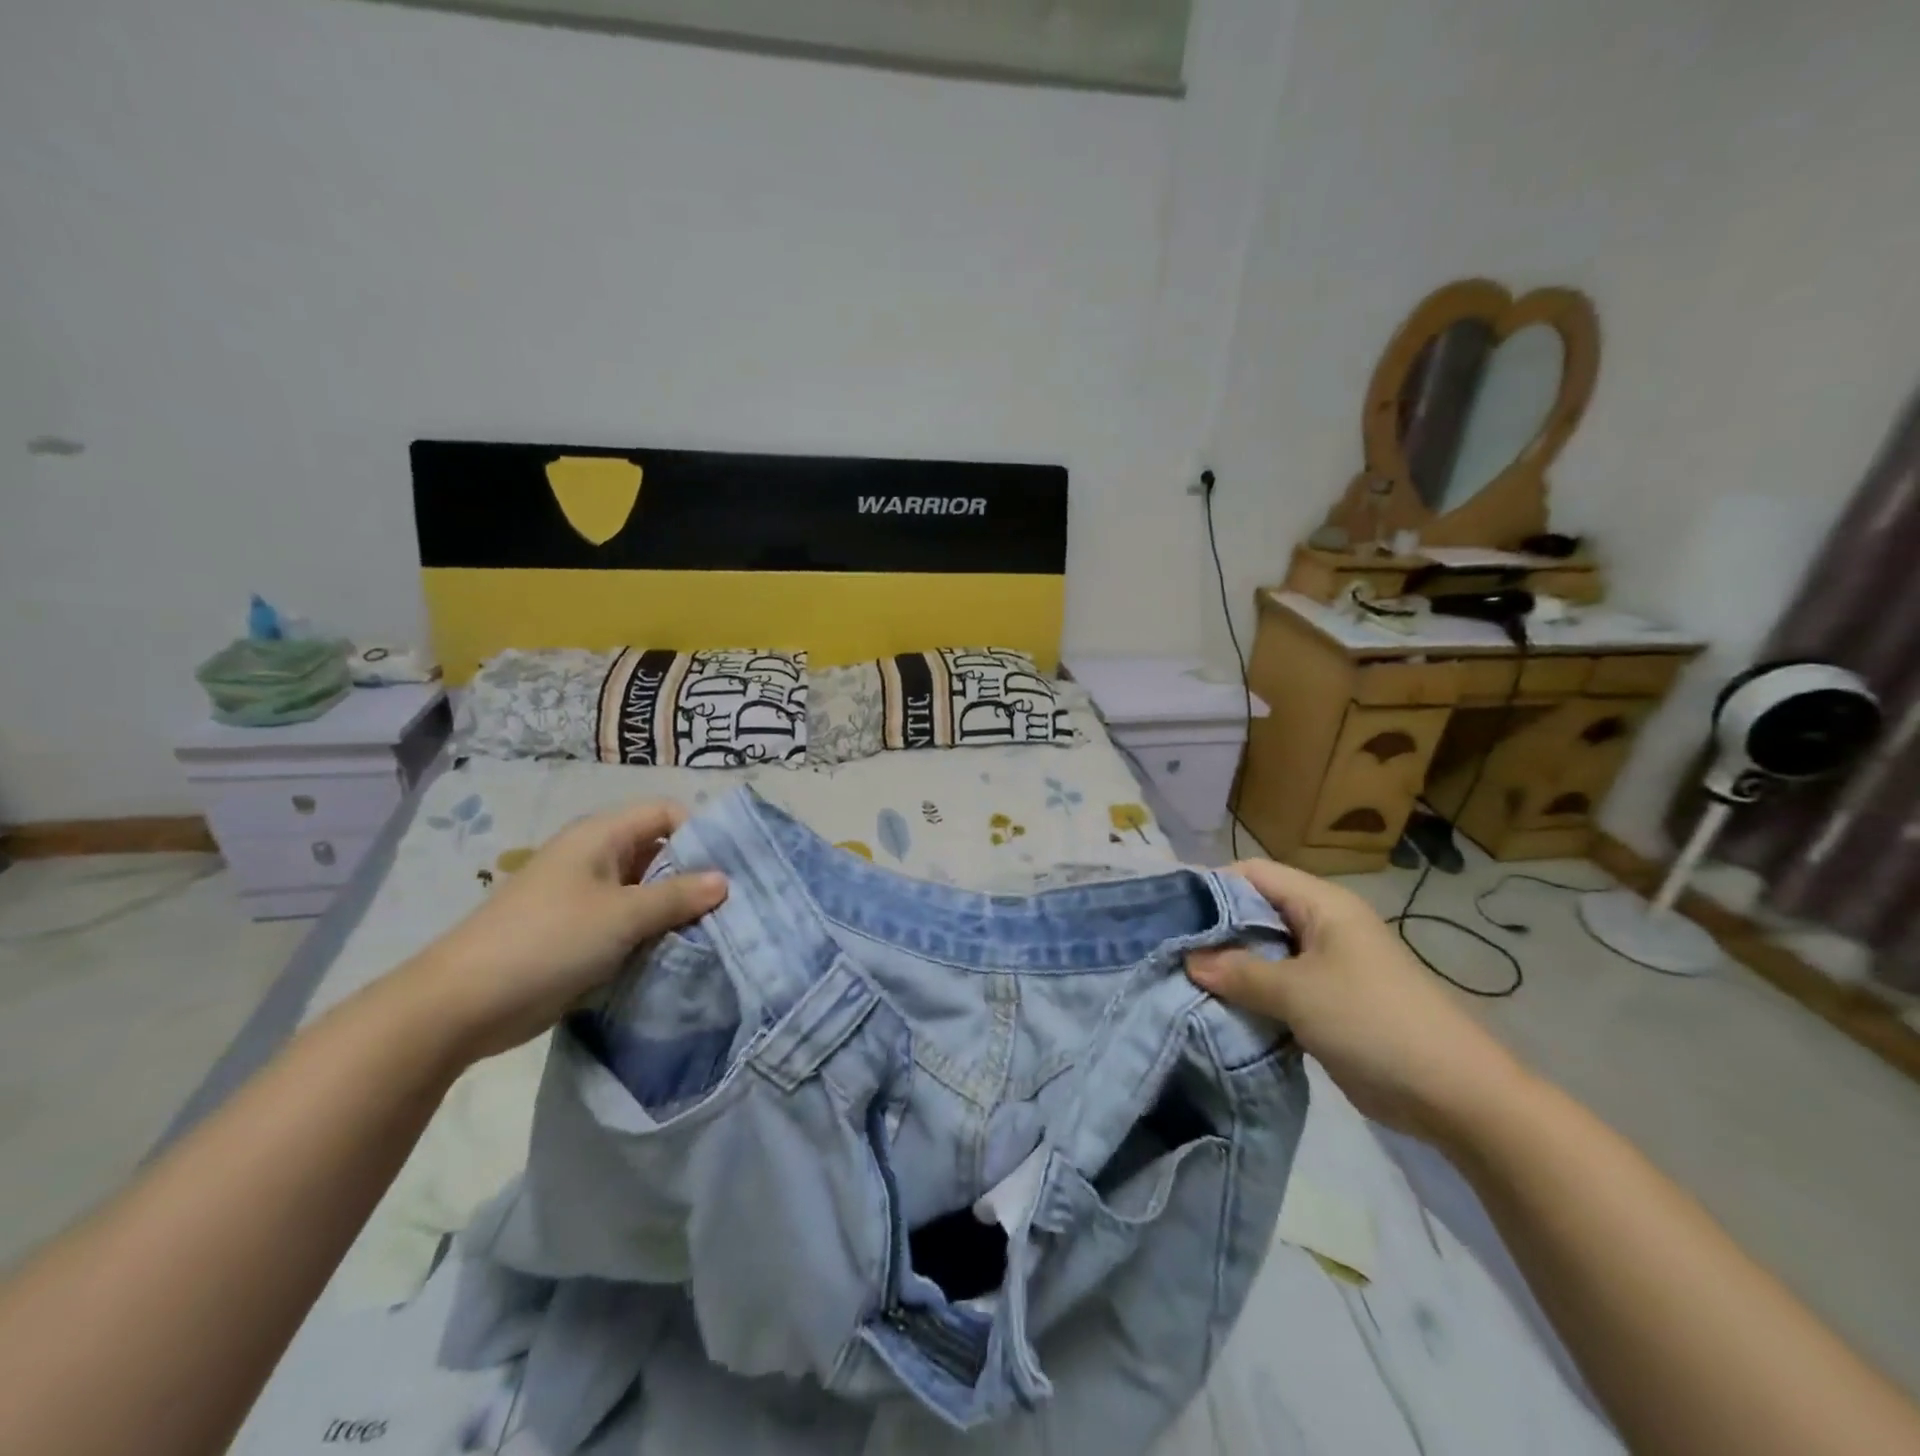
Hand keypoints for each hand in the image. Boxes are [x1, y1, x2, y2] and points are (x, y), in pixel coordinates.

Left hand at [401, 801, 726, 1061]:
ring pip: (645, 891)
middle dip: (694, 875)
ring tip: (714, 931)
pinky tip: (678, 952)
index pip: (665, 814)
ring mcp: (584, 897)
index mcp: (601, 836)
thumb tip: (724, 880)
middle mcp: (595, 858)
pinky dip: (652, 933)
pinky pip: (628, 922)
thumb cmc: (548, 942)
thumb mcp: (623, 915)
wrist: (462, 1005)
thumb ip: (677, 895)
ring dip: (675, 909)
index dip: (699, 832)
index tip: (730, 866)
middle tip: (732, 904)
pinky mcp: (578, 933)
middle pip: (658, 852)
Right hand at [1188, 858, 1530, 1146]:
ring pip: (1264, 952)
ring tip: (1182, 978)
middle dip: (1214, 929)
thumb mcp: (1298, 992)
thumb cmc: (1373, 1022)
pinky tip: (1217, 1007)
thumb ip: (1239, 972)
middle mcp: (1321, 926)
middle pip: (1255, 912)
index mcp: (1321, 905)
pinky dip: (1249, 993)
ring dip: (1230, 966)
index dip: (1210, 885)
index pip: (1253, 873)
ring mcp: (1325, 966)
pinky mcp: (1326, 1002)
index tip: (1168, 910)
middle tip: (1168, 949)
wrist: (1455, 1095)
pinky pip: (1277, 985)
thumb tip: (1188, 960)